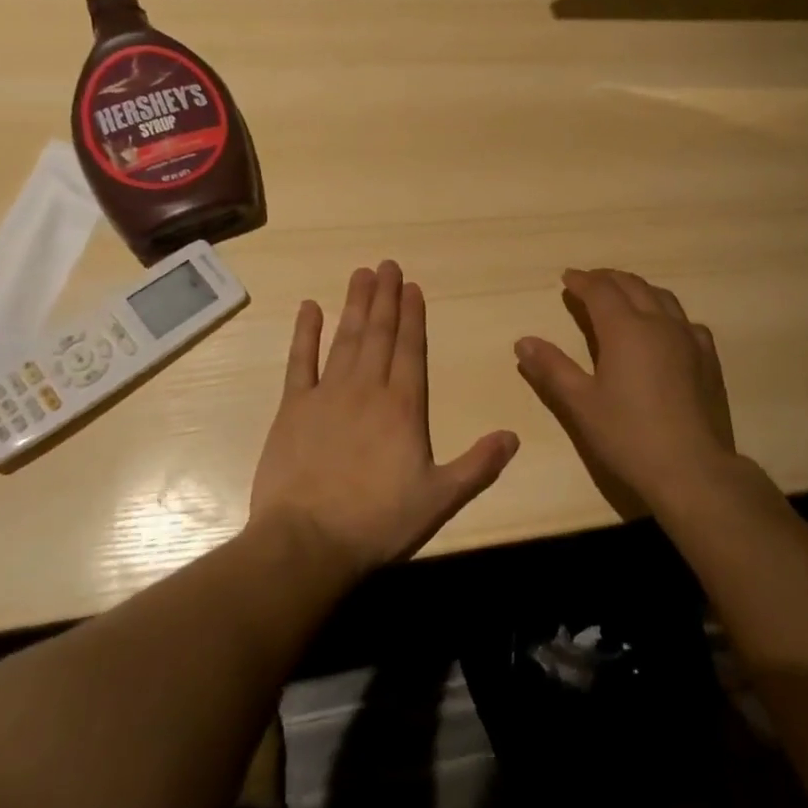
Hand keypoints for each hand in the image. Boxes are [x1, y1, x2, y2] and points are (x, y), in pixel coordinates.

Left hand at [249, 261, 518, 576]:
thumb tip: (514, 436)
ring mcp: (328, 394)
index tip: (412, 286)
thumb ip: (478, 465)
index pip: (411, 348)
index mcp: (404, 406)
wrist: (307, 543)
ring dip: (356, 304)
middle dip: (386, 297)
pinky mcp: (294, 407)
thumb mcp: (439, 499)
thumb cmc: (378, 522)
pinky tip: (309, 307)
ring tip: (361, 274)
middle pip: (380, 333)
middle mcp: (368, 388)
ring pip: (346, 338)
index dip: (413, 315)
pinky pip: (300, 361)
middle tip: (387, 264)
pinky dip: (305, 333)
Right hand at [514, 268, 736, 519]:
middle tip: (590, 282)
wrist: (693, 469)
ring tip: (624, 295)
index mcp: (624, 328)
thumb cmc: (629, 436)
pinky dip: (667, 313)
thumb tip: (523, 342)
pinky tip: (665, 328)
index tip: (567, 278)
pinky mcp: (709, 357)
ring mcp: (689, 338)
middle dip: (607, 279)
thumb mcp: (581, 404)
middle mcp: (658, 322)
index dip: (581, 281)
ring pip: (661, 296)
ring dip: (638, 289)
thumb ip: (552, 368)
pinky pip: (686, 320)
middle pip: (631, 285)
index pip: (600, 290)